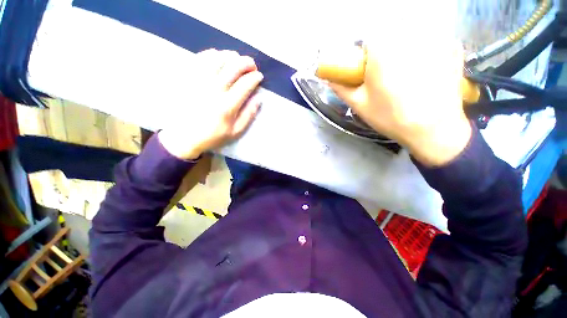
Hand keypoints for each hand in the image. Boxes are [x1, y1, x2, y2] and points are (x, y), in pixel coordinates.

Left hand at [158, 49, 263, 159]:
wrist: (183, 136)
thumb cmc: (212, 136)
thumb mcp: (235, 132)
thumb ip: (248, 115)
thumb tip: (258, 98)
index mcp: (227, 106)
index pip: (245, 84)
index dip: (255, 77)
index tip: (259, 76)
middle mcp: (213, 90)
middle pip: (233, 67)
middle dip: (246, 62)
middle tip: (252, 65)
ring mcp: (198, 81)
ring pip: (217, 58)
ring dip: (230, 56)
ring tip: (236, 59)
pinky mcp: (187, 77)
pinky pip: (200, 58)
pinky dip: (212, 54)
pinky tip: (218, 56)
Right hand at [329, 42, 471, 166]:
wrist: (434, 130)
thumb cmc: (390, 117)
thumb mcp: (359, 104)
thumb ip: (342, 89)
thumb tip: (330, 79)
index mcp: (382, 49)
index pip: (367, 37)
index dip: (364, 54)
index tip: (366, 70)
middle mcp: (409, 35)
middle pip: (390, 33)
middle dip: (383, 51)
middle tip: (385, 76)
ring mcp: (435, 38)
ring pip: (411, 34)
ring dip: (404, 49)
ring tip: (405, 76)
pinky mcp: (453, 47)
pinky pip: (432, 39)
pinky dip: (425, 49)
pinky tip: (425, 71)